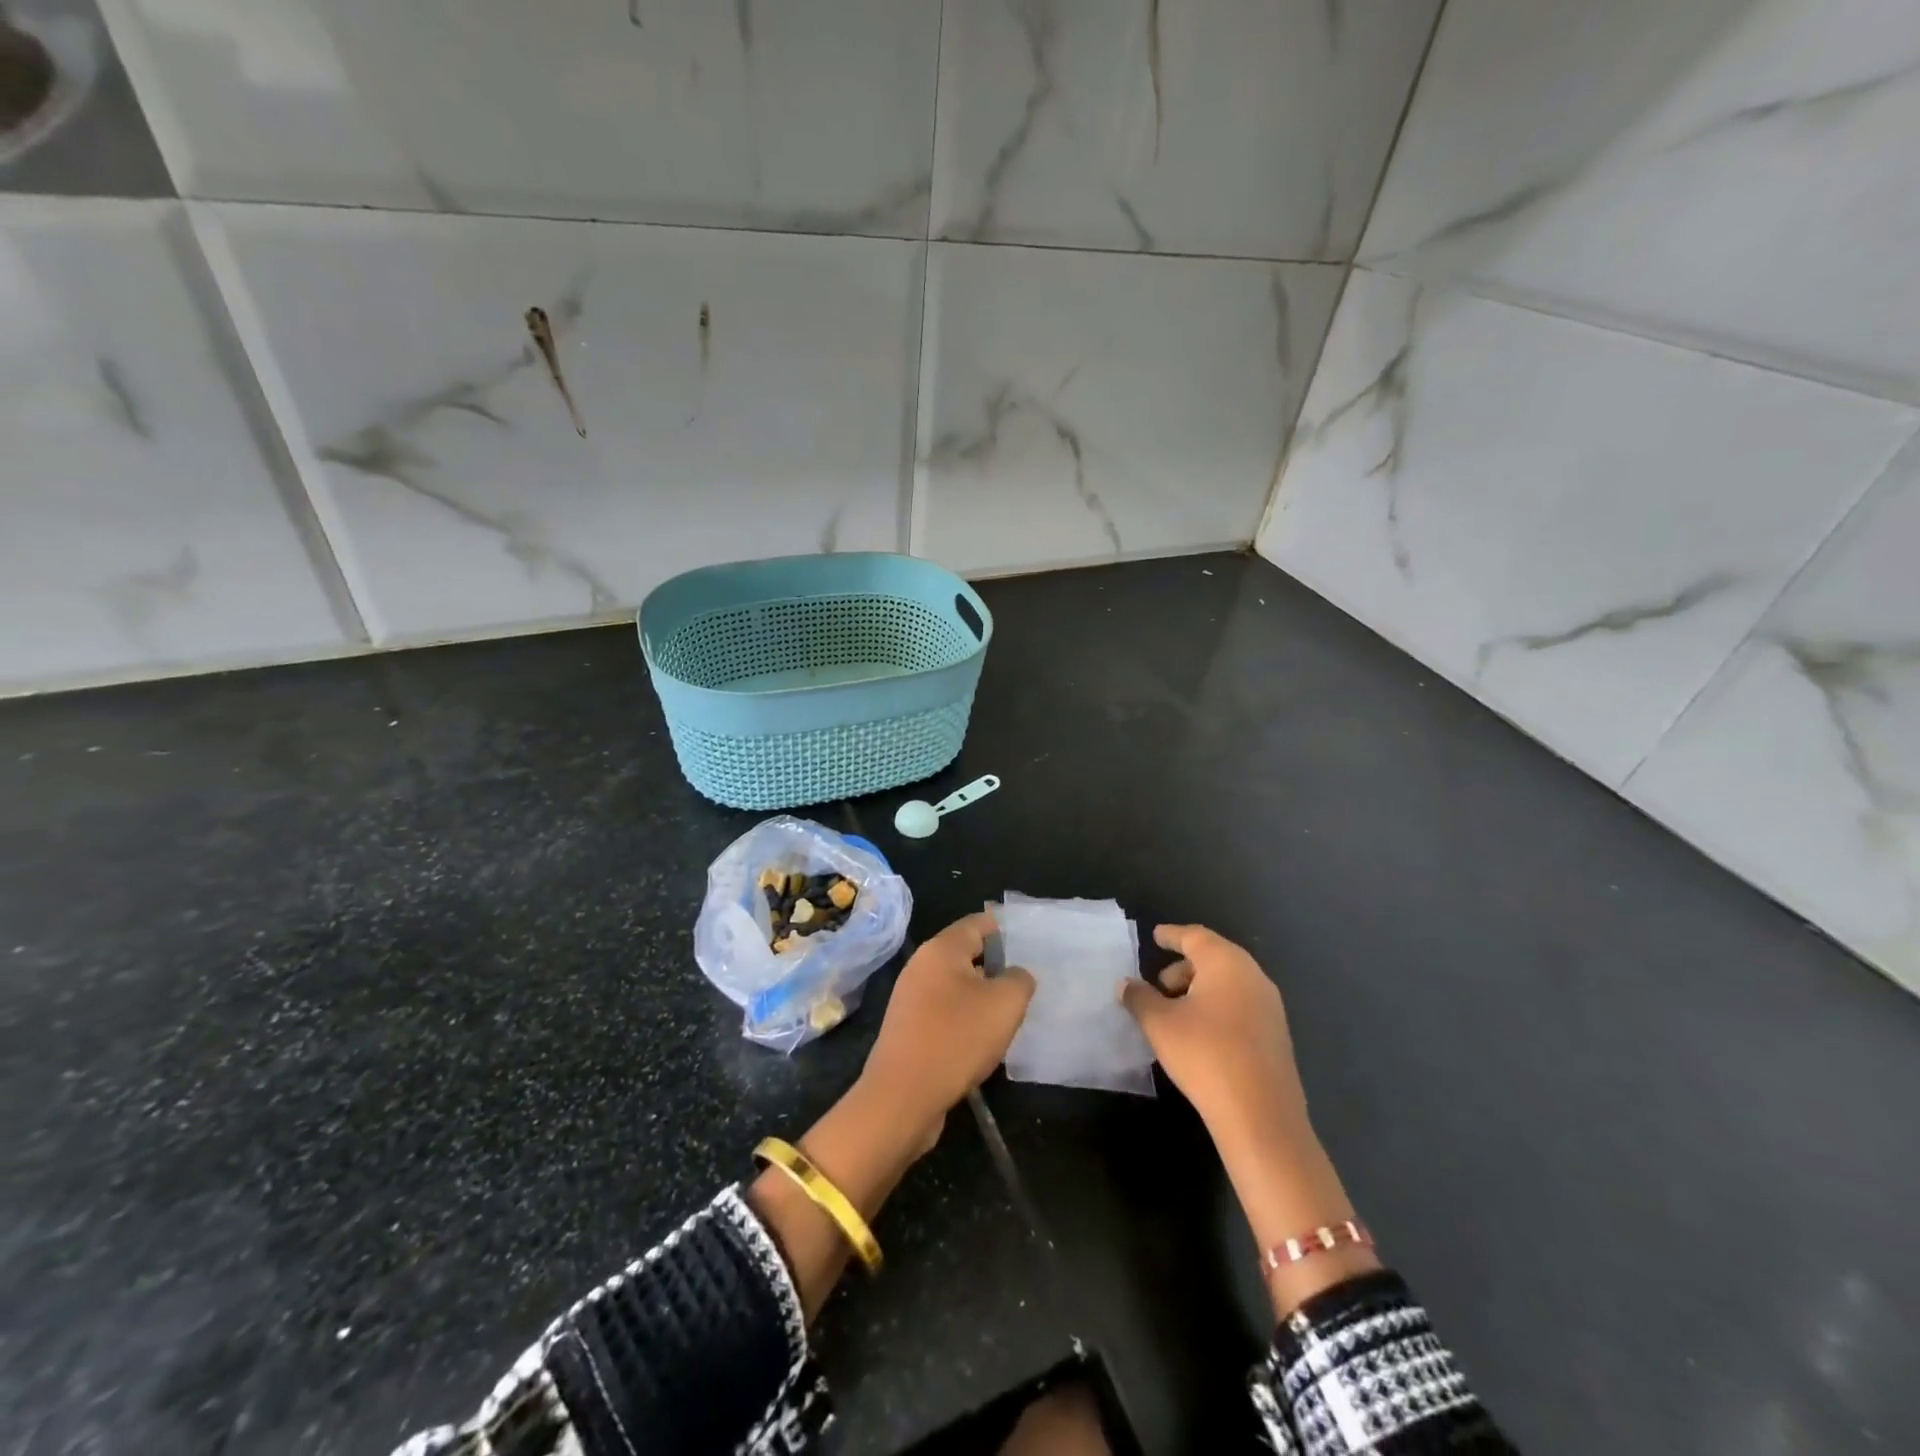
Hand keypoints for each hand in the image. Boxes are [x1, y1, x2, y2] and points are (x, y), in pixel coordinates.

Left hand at [860, 911, 1035, 1152]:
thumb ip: (1019, 979)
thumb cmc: (957, 1038)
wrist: (903, 1096)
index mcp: (941, 949)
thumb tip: (1015, 975)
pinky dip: (965, 1019)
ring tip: (1009, 1014)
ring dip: (981, 997)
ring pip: (955, 986)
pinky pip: (944, 1012)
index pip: (977, 924)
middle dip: (995, 966)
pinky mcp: (908, 1028)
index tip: (1029, 944)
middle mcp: (921, 966)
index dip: (1004, 929)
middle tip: (1025, 983)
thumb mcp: (1005, 1004)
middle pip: (965, 954)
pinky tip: (983, 1040)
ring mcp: (910, 998)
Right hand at [1120, 924, 1309, 1158]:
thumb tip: (1126, 984)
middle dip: (1183, 967)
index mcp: (1226, 963)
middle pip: (1214, 958)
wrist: (1261, 1117)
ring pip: (1228, 984)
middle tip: (1159, 985)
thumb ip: (1139, 998)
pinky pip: (1240, 1006)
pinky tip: (1199, 1035)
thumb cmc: (1205, 1054)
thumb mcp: (1159, 1024)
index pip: (1195, 936)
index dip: (1172, 935)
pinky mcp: (1276, 1036)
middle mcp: (1253, 976)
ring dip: (1199, 990)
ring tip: (1174, 1013)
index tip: (1156, 936)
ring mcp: (1270, 1007)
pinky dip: (1217, 1008)